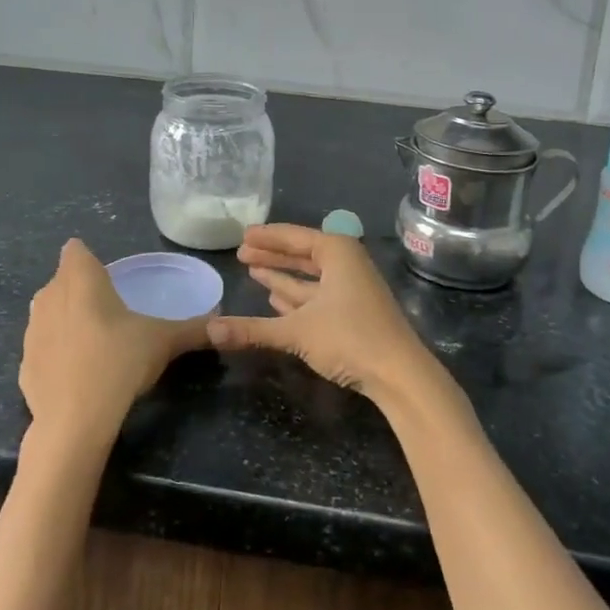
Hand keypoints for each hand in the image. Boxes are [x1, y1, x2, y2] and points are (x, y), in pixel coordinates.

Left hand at [19, 239, 208, 453]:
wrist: (74, 421)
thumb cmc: (119, 362)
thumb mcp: (164, 341)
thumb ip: (193, 328)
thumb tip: (222, 323)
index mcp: (80, 279)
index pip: (76, 250)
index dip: (89, 259)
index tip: (110, 278)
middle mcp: (49, 296)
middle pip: (62, 280)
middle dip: (80, 289)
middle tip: (111, 310)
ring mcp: (31, 331)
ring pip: (48, 312)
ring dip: (66, 319)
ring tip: (96, 341)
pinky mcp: (23, 365)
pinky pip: (43, 348)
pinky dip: (56, 354)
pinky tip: (77, 373)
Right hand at [209, 224, 448, 408]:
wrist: (400, 374)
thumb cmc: (350, 337)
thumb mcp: (297, 330)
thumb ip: (252, 329)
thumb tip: (209, 330)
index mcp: (337, 252)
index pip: (294, 236)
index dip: (267, 237)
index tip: (243, 234)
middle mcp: (346, 264)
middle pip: (302, 255)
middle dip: (272, 255)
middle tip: (241, 253)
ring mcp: (352, 289)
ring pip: (310, 277)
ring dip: (283, 275)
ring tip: (253, 271)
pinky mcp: (354, 313)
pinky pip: (318, 296)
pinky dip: (296, 296)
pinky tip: (275, 298)